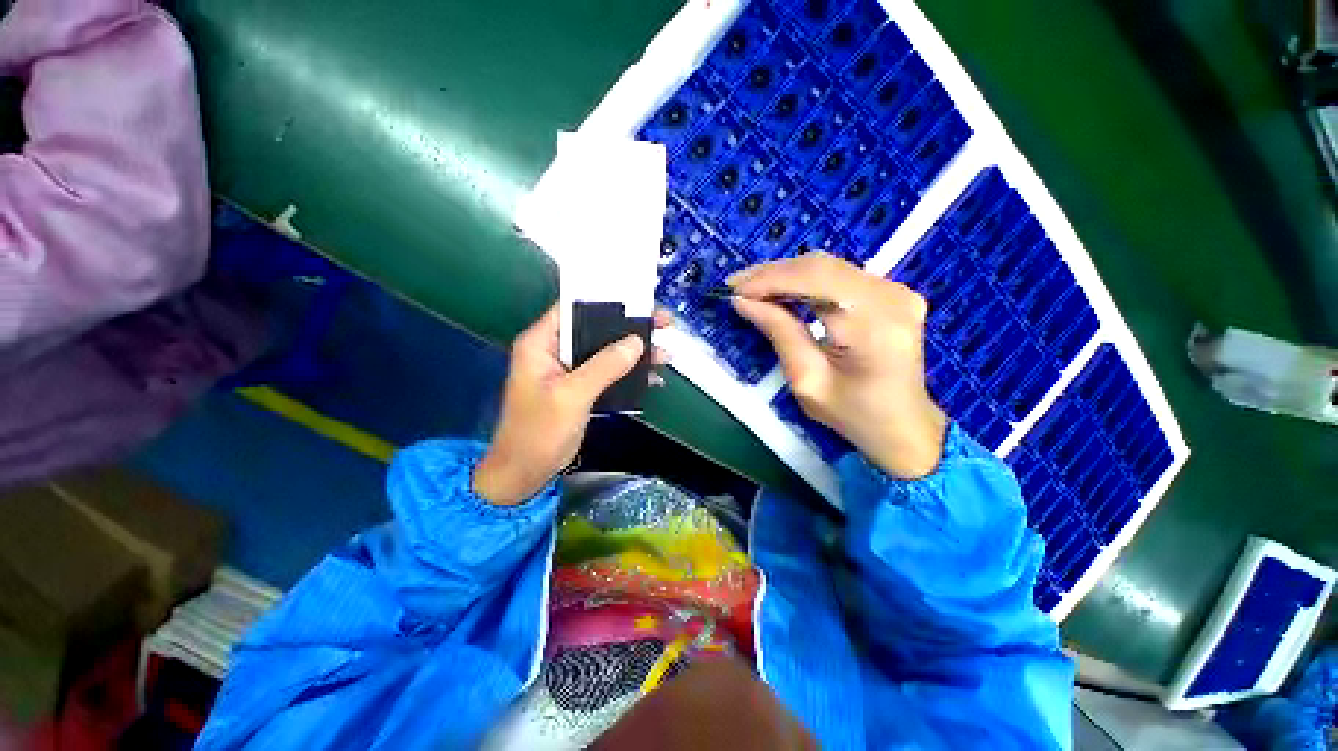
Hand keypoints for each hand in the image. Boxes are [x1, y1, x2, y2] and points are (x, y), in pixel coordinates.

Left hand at [474, 306, 670, 504]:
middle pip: (596, 329)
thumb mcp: (571, 396)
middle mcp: (555, 351)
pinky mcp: (581, 388)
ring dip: (634, 354)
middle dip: (630, 328)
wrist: (526, 472)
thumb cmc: (538, 431)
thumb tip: (636, 341)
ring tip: (665, 354)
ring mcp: (569, 371)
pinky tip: (652, 379)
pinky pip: (608, 374)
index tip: (639, 300)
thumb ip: (603, 366)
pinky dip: (629, 375)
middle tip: (663, 324)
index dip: (606, 301)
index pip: (573, 308)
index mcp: (541, 343)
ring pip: (606, 352)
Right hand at [729, 253, 946, 478]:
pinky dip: (805, 281)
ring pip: (828, 267)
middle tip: (737, 285)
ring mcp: (896, 290)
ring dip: (786, 275)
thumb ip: (779, 333)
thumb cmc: (853, 414)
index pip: (815, 280)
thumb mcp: (807, 380)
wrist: (903, 425)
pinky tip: (782, 290)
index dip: (771, 279)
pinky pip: (839, 276)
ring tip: (752, 287)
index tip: (734, 288)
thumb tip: (743, 301)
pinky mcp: (891, 292)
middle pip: (822, 267)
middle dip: (773, 273)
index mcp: (874, 324)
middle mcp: (891, 296)